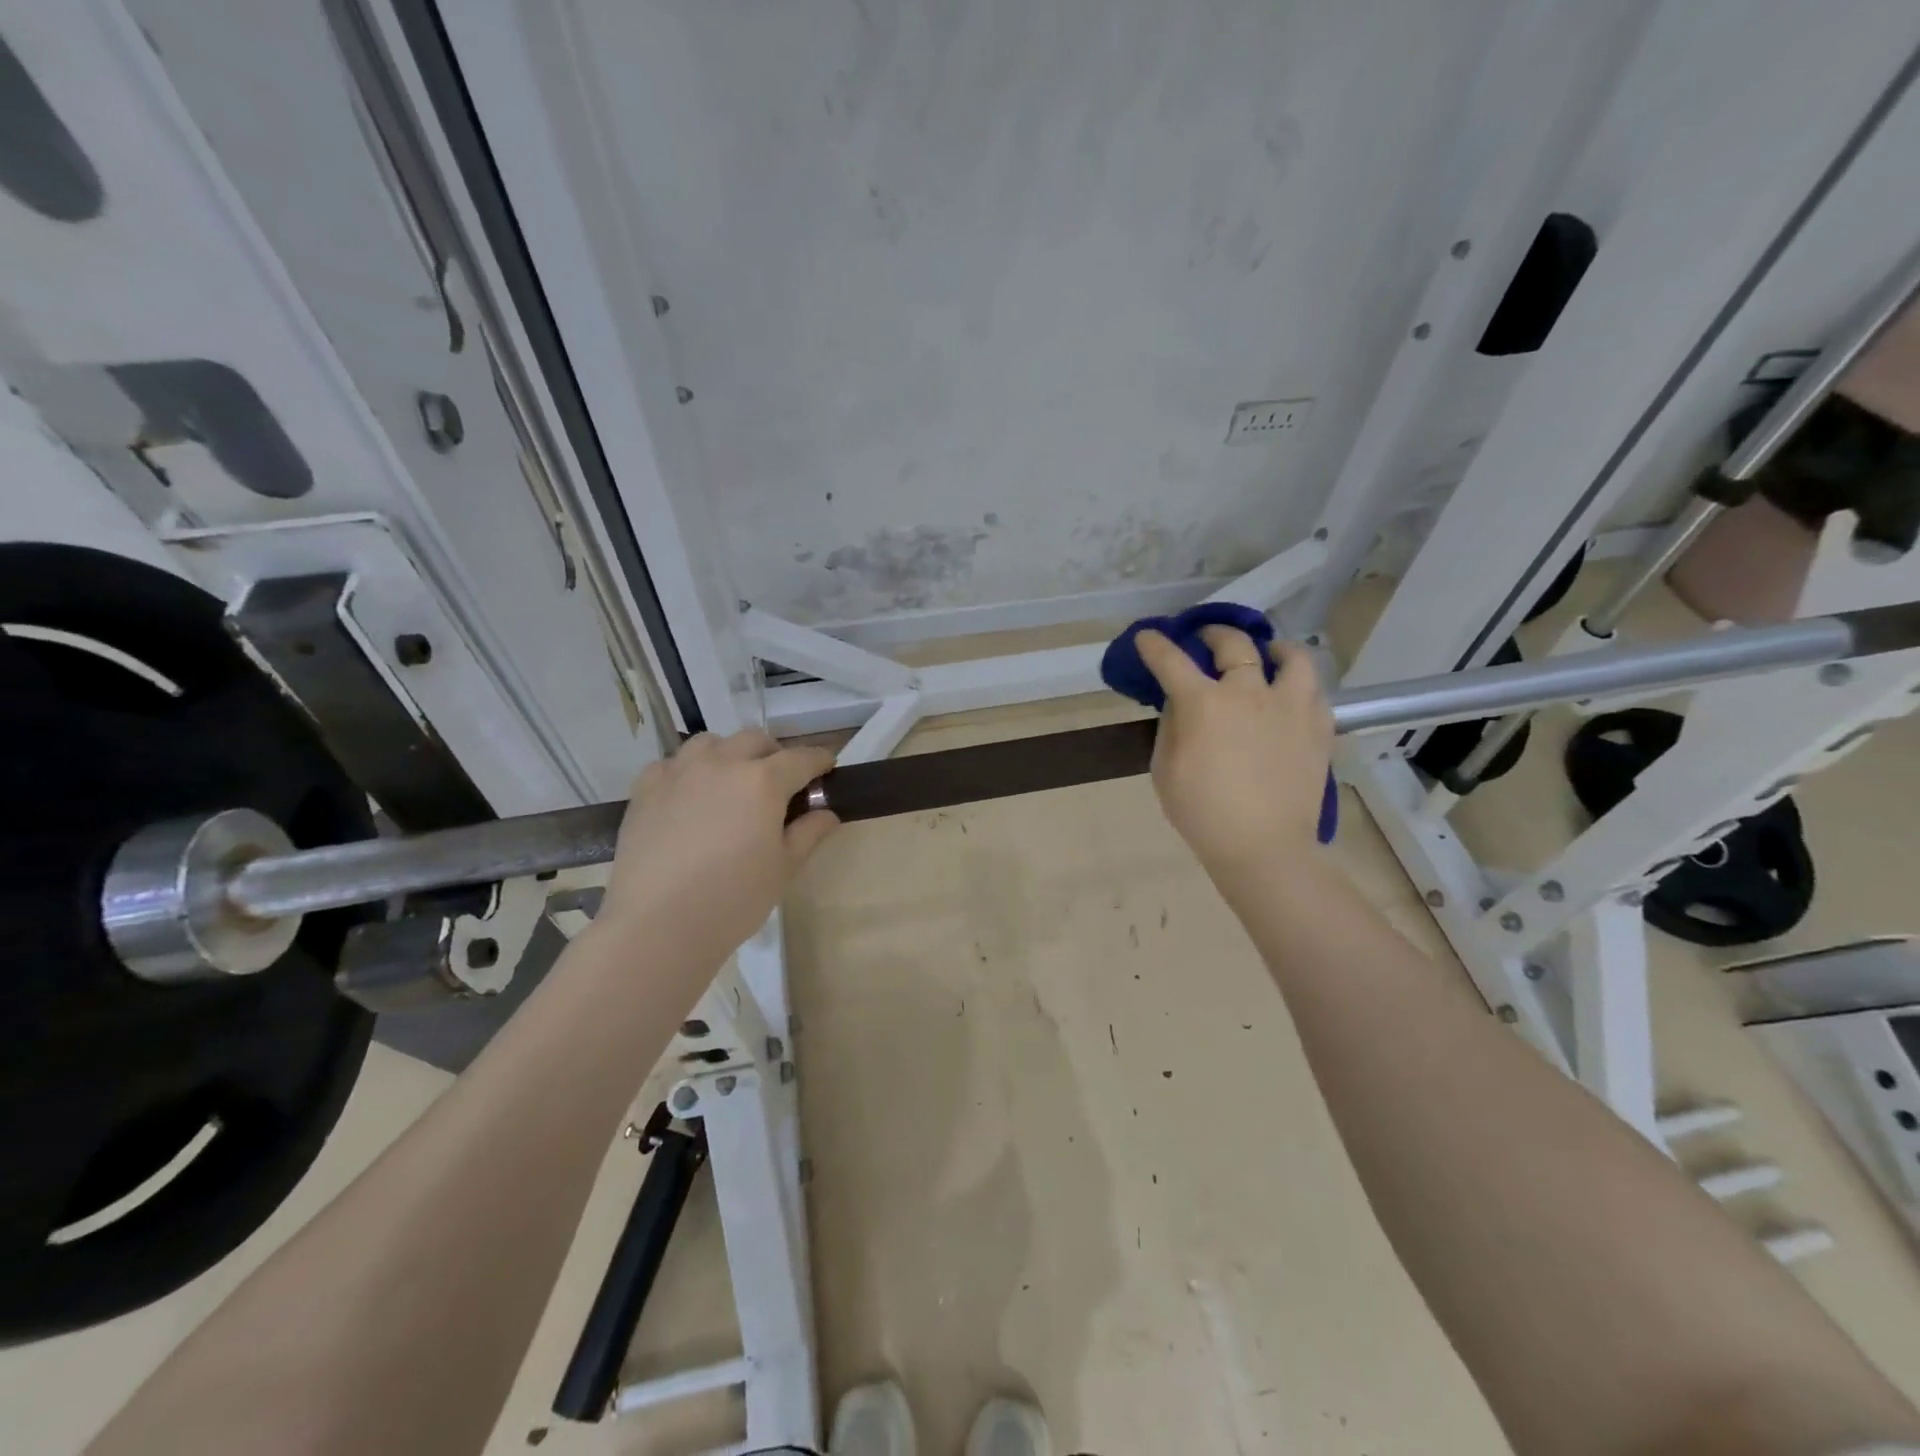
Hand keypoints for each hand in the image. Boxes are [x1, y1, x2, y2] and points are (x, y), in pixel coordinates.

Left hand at [597, 730, 838, 957]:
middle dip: (774, 754)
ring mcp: (679, 772)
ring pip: (711, 743)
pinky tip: (688, 797)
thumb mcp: (784, 869)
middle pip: (755, 740)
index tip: (827, 768)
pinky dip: (688, 771)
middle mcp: (722, 763)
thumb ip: (808, 833)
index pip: (801, 758)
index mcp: (763, 781)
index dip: (819, 761)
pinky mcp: (645, 788)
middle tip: (779, 783)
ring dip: (729, 754)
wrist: (656, 924)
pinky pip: (672, 764)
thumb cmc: (733, 899)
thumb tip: (827, 813)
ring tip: (731, 783)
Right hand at [1135, 626, 1332, 883]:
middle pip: (1233, 644)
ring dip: (1272, 649)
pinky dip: (1297, 684)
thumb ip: (1171, 726)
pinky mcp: (1319, 726)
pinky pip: (1313, 690)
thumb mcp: (1165, 769)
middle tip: (1205, 639)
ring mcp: (1291, 706)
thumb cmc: (1203, 813)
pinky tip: (1288, 695)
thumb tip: (1180, 702)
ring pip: (1290, 656)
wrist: (1264, 847)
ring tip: (1266, 655)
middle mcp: (1249, 692)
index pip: (1172, 660)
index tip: (1147, 636)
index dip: (1155, 644)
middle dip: (1213, 633)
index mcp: (1204, 703)